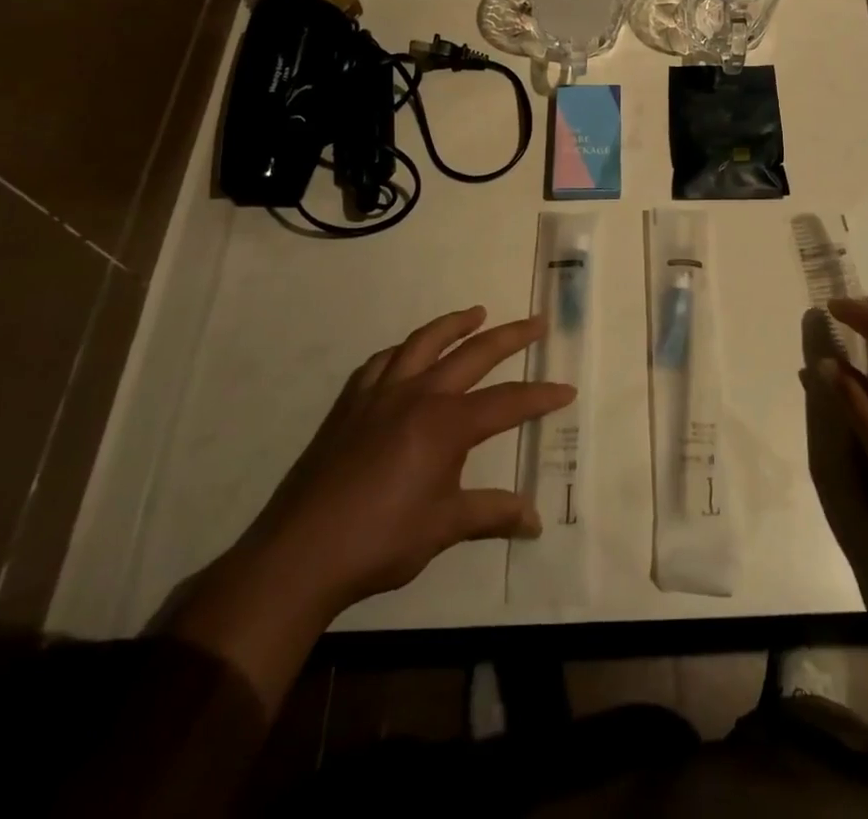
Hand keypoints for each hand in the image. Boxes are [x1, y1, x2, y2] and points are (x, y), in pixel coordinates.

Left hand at [170, 307, 572, 711]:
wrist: (300, 553)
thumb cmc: (381, 540)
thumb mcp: (445, 527)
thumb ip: (492, 514)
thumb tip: (535, 520)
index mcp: (446, 424)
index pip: (507, 402)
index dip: (540, 396)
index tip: (567, 389)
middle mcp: (418, 395)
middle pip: (474, 353)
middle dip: (510, 336)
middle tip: (535, 322)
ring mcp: (380, 394)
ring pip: (424, 343)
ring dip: (454, 324)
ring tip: (476, 313)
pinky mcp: (349, 404)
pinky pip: (381, 363)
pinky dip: (402, 351)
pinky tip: (407, 354)